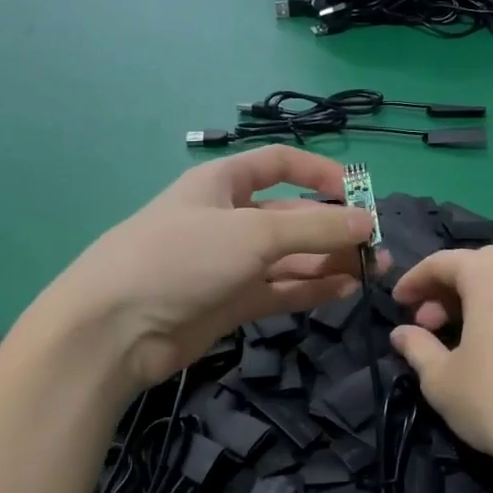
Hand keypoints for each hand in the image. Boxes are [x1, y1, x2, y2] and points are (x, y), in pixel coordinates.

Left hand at [41, 148, 377, 392]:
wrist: (116, 329)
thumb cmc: (182, 257)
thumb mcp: (253, 232)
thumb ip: (316, 229)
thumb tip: (369, 223)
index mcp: (222, 183)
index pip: (277, 164)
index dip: (317, 173)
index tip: (357, 191)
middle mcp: (227, 220)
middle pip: (290, 217)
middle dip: (333, 229)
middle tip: (376, 248)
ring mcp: (228, 265)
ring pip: (289, 258)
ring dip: (329, 262)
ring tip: (373, 271)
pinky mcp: (230, 304)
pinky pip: (279, 291)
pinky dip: (310, 290)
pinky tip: (344, 290)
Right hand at [390, 247, 492, 489]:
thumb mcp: (441, 379)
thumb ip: (416, 347)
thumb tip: (401, 333)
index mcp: (492, 271)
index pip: (442, 262)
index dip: (414, 281)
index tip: (398, 303)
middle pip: (481, 267)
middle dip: (449, 292)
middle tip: (430, 325)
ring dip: (483, 302)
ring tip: (468, 339)